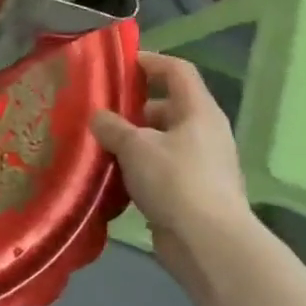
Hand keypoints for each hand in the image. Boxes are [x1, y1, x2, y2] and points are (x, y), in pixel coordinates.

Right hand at [91, 52, 250, 279]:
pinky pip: (161, 168)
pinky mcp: (192, 191)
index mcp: (199, 111)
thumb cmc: (175, 181)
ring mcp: (201, 164)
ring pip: (161, 140)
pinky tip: (113, 178)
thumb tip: (98, 117)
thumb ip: (112, 126)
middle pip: (166, 107)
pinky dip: (138, 168)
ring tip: (98, 147)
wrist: (208, 243)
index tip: (119, 64)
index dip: (149, 61)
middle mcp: (204, 132)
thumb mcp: (135, 147)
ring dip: (132, 142)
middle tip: (98, 114)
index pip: (177, 71)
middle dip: (132, 109)